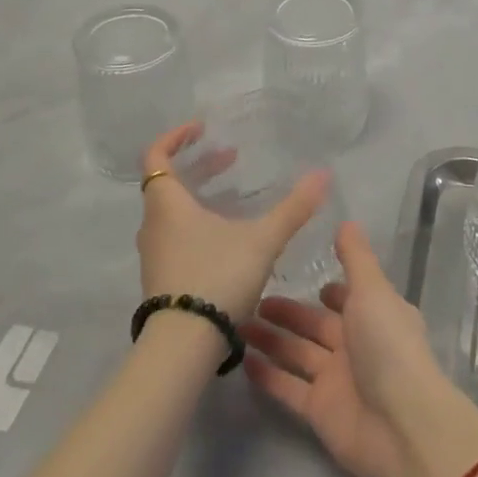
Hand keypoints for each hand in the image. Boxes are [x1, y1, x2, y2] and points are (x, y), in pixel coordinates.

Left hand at [136, 121, 328, 322]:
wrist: (183, 346)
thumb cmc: (217, 277)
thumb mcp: (262, 240)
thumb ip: (293, 208)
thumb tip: (323, 175)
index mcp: (167, 204)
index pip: (156, 156)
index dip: (175, 137)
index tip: (201, 129)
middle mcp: (154, 225)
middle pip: (168, 183)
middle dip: (200, 167)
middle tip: (230, 160)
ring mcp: (154, 254)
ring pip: (172, 211)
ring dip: (198, 196)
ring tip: (233, 197)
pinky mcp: (161, 278)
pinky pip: (175, 235)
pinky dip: (196, 222)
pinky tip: (227, 236)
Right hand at [244, 222, 477, 476]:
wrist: (401, 426)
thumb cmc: (389, 346)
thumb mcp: (373, 290)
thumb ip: (356, 258)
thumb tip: (346, 221)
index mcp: (376, 314)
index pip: (348, 297)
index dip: (328, 289)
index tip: (299, 273)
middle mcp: (357, 344)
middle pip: (316, 324)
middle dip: (288, 312)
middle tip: (251, 297)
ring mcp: (336, 379)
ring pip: (298, 352)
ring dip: (271, 339)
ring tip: (237, 322)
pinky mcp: (318, 411)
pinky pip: (288, 387)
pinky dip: (268, 375)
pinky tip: (241, 359)